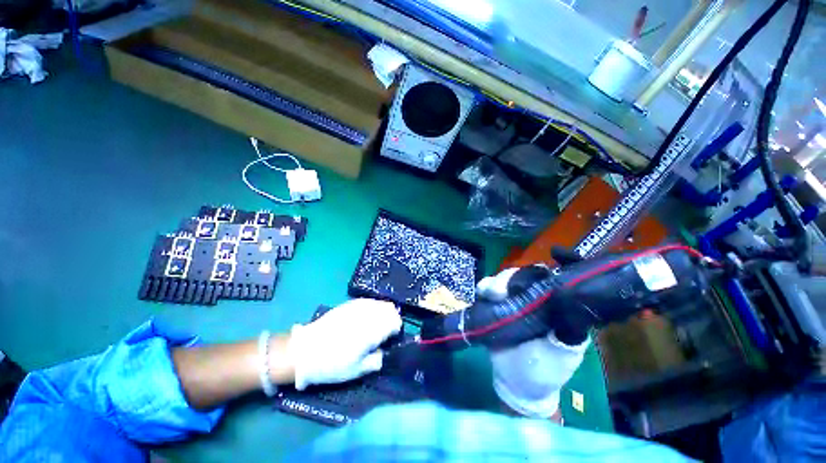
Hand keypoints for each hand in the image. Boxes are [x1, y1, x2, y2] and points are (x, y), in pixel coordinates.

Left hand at [289, 299, 401, 389]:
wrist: (305, 351)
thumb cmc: (332, 365)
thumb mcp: (357, 371)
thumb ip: (376, 360)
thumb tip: (383, 351)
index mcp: (372, 331)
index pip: (395, 321)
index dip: (396, 330)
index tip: (391, 338)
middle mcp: (368, 315)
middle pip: (390, 309)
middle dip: (392, 319)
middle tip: (385, 331)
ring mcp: (358, 307)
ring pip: (380, 303)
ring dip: (383, 312)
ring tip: (376, 324)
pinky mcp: (349, 304)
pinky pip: (369, 301)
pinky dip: (373, 307)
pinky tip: (365, 317)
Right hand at [477, 267, 589, 418]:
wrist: (515, 383)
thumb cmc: (544, 371)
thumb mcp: (562, 355)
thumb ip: (568, 333)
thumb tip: (568, 304)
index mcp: (552, 307)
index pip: (545, 281)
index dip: (534, 277)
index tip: (523, 284)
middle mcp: (532, 299)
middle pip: (521, 276)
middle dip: (509, 279)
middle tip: (499, 291)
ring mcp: (511, 301)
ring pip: (503, 280)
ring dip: (495, 283)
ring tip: (489, 293)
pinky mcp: (494, 306)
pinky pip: (487, 290)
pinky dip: (484, 287)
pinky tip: (482, 293)